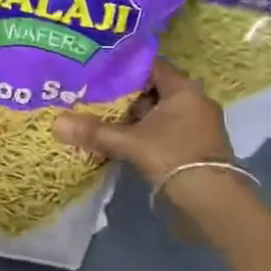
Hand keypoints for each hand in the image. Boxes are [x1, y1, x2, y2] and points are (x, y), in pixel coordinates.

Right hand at [53, 60, 232, 185]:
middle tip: (92, 93)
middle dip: (124, 94)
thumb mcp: (131, 143)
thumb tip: (55, 123)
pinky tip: (122, 139)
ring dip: (134, 117)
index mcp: (183, 88)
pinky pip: (165, 130)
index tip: (96, 69)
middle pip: (152, 89)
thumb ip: (95, 132)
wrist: (214, 205)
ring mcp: (197, 125)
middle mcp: (194, 100)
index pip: (149, 66)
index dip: (123, 67)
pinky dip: (145, 133)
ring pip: (158, 112)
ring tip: (101, 116)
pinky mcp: (195, 147)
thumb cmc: (174, 158)